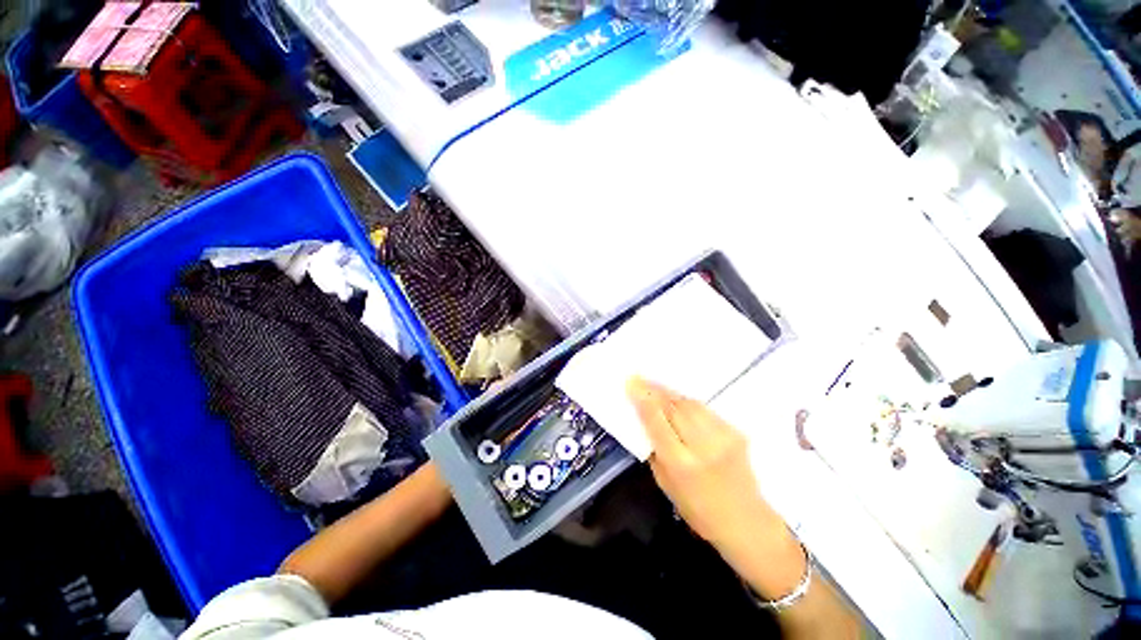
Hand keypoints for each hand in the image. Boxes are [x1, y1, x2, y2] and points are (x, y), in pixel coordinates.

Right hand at [626, 377, 788, 556]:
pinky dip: (687, 403)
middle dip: (654, 390)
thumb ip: (654, 449)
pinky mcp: (735, 432)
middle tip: (640, 379)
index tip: (631, 382)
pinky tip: (678, 403)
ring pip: (689, 403)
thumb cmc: (697, 509)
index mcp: (681, 464)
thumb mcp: (665, 483)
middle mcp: (703, 446)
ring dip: (670, 393)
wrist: (746, 522)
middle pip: (674, 406)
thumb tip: (644, 418)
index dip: (642, 398)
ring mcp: (723, 436)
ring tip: (655, 386)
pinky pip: (704, 409)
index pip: (657, 421)